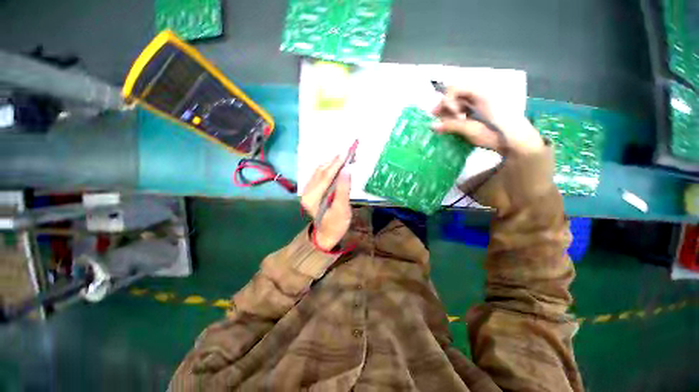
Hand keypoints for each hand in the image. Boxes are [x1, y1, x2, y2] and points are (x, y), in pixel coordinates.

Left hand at [301, 157, 351, 249]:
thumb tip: (346, 170)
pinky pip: (319, 175)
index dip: (336, 163)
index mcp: (312, 198)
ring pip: (320, 172)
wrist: (327, 235)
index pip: (325, 176)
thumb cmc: (336, 224)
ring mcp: (307, 191)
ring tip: (344, 156)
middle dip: (335, 160)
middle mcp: (306, 192)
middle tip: (348, 151)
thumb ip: (343, 189)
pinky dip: (329, 168)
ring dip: (332, 163)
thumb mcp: (342, 209)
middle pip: (321, 172)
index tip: (346, 151)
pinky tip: (336, 165)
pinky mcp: (311, 191)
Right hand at [432, 87, 543, 155]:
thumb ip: (452, 126)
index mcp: (481, 93)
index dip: (447, 102)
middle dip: (445, 106)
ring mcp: (481, 100)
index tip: (452, 116)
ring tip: (447, 124)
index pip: (454, 88)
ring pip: (458, 100)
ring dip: (449, 111)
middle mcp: (481, 92)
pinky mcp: (482, 108)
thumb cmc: (497, 134)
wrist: (518, 142)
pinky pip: (464, 106)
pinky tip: (456, 122)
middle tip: (438, 120)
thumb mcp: (473, 130)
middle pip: (455, 93)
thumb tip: (433, 126)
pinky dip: (456, 114)